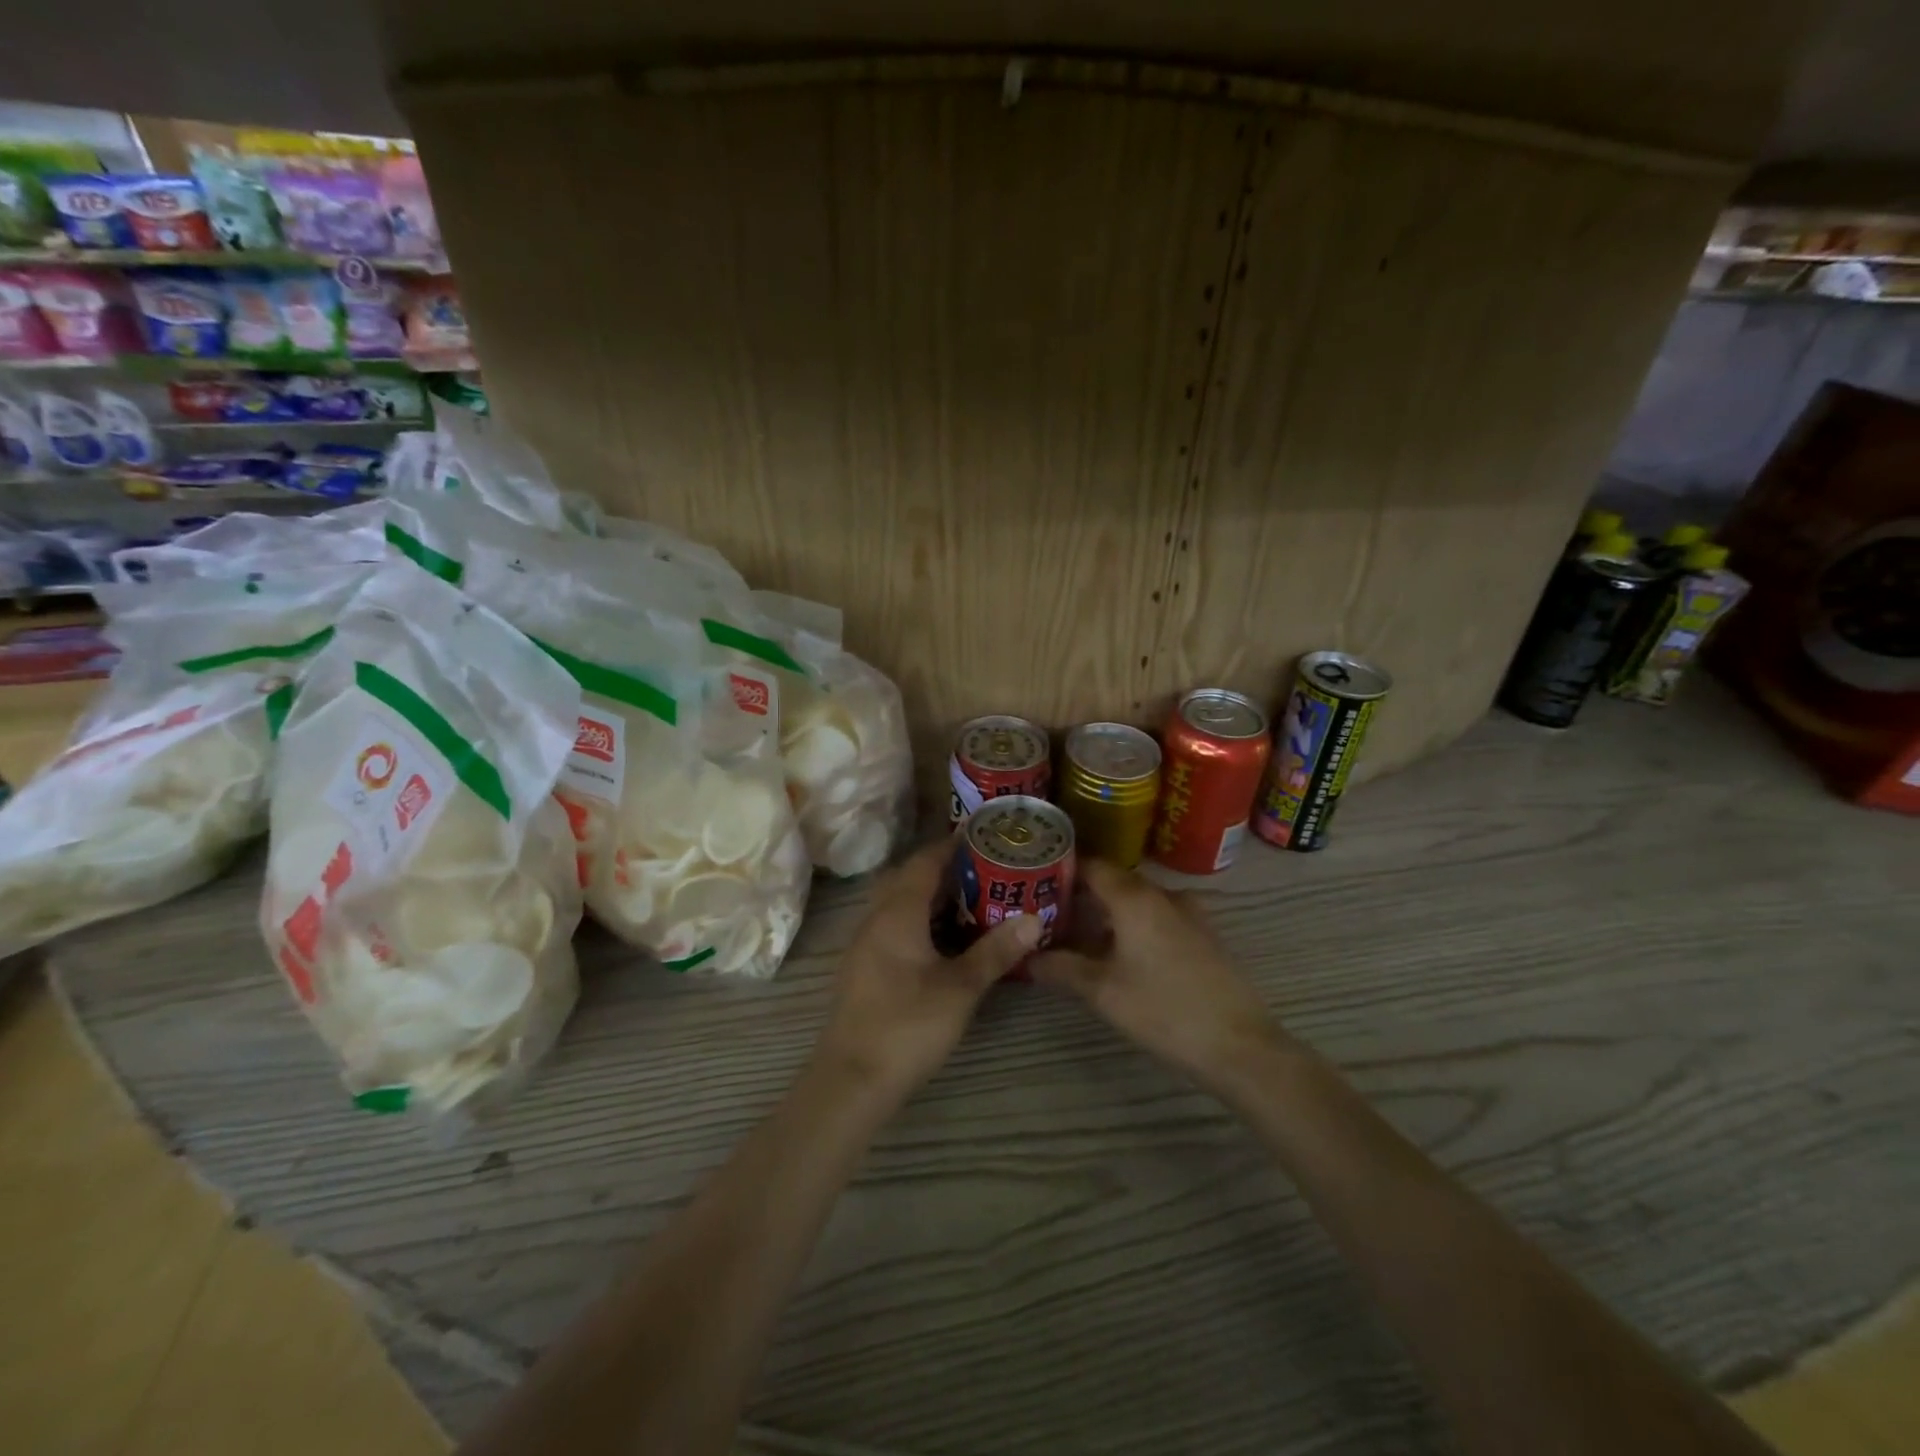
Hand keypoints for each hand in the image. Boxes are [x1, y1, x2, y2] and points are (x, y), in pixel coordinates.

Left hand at [817, 839, 1039, 1100]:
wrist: (851, 1080)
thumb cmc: (907, 1026)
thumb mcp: (960, 988)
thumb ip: (995, 952)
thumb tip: (1034, 919)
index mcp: (897, 912)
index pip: (925, 861)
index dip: (953, 845)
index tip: (984, 836)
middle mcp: (876, 917)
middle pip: (910, 878)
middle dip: (945, 868)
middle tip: (986, 868)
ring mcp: (866, 943)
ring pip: (901, 903)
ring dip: (933, 896)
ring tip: (974, 898)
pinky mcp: (865, 967)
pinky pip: (895, 925)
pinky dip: (921, 920)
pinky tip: (946, 940)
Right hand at [1030, 860, 1288, 1096]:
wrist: (1241, 1046)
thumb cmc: (1164, 1010)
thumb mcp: (1102, 992)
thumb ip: (1061, 968)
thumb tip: (1027, 957)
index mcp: (1134, 897)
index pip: (1090, 864)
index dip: (1061, 869)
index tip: (1033, 880)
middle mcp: (1162, 894)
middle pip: (1113, 882)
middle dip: (1080, 895)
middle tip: (1047, 912)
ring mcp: (1188, 913)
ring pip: (1136, 901)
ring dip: (1107, 913)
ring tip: (1076, 935)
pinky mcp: (1203, 934)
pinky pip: (1157, 917)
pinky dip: (1132, 926)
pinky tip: (1118, 953)